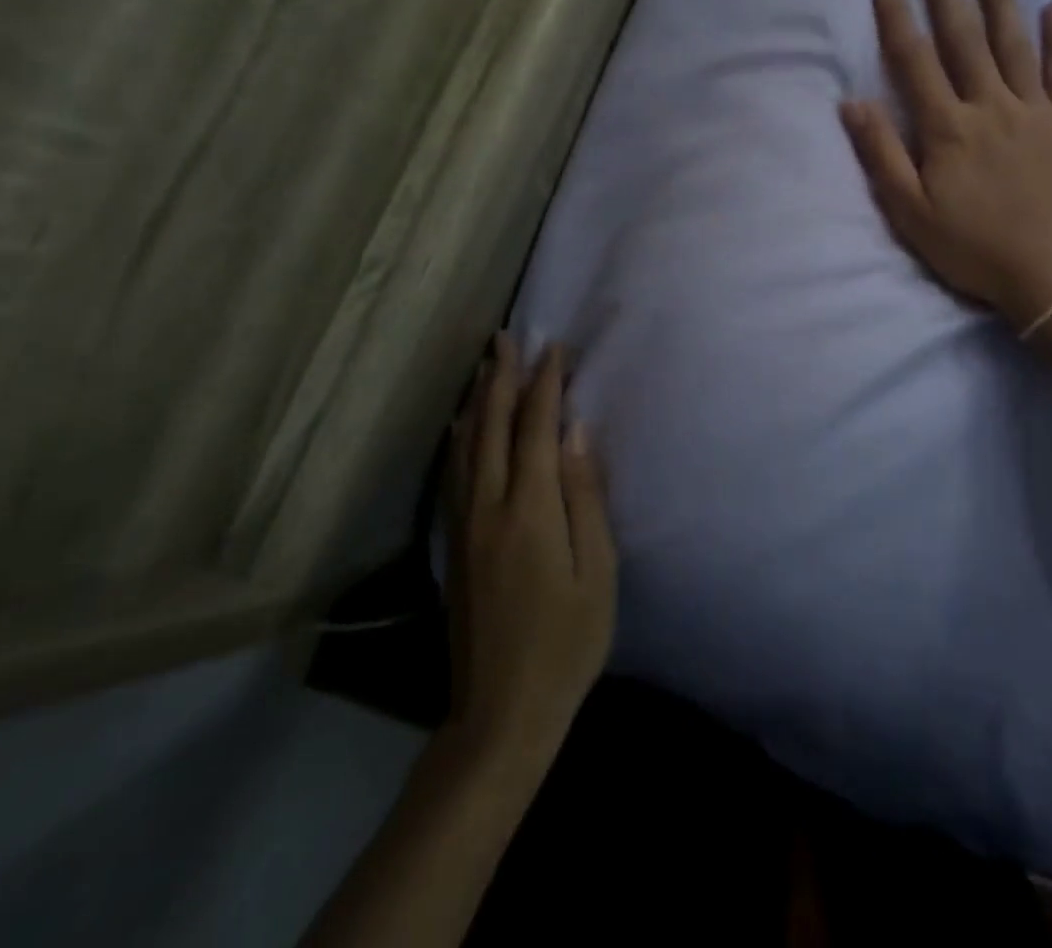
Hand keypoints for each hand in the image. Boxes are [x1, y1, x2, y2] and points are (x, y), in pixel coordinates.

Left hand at [447, 334, 615, 763]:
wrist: (501, 711)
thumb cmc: (567, 641)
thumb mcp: (597, 570)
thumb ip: (585, 495)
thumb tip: (576, 432)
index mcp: (529, 510)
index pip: (537, 428)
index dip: (546, 385)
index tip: (555, 348)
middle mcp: (489, 507)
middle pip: (494, 428)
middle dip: (503, 379)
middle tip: (507, 338)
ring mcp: (464, 527)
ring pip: (467, 447)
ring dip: (479, 401)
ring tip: (485, 367)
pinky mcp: (454, 546)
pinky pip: (455, 475)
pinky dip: (460, 440)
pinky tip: (460, 427)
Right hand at [839, 0, 1051, 330]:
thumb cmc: (974, 249)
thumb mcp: (912, 213)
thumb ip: (882, 156)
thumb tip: (852, 103)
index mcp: (948, 129)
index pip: (915, 62)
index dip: (897, 20)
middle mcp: (990, 107)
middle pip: (965, 41)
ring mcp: (1036, 112)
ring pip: (1014, 46)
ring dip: (1001, 2)